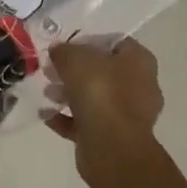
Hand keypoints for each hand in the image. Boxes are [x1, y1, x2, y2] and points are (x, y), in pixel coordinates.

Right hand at [43, 38, 163, 153]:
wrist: (111, 146)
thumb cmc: (100, 91)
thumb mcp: (75, 58)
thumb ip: (64, 50)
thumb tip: (58, 51)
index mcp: (139, 61)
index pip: (115, 42)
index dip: (89, 41)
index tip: (65, 46)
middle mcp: (140, 86)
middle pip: (104, 72)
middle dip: (76, 71)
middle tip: (52, 70)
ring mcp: (128, 114)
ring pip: (95, 98)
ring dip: (69, 95)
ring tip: (47, 93)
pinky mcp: (114, 137)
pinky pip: (87, 122)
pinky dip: (67, 118)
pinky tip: (47, 115)